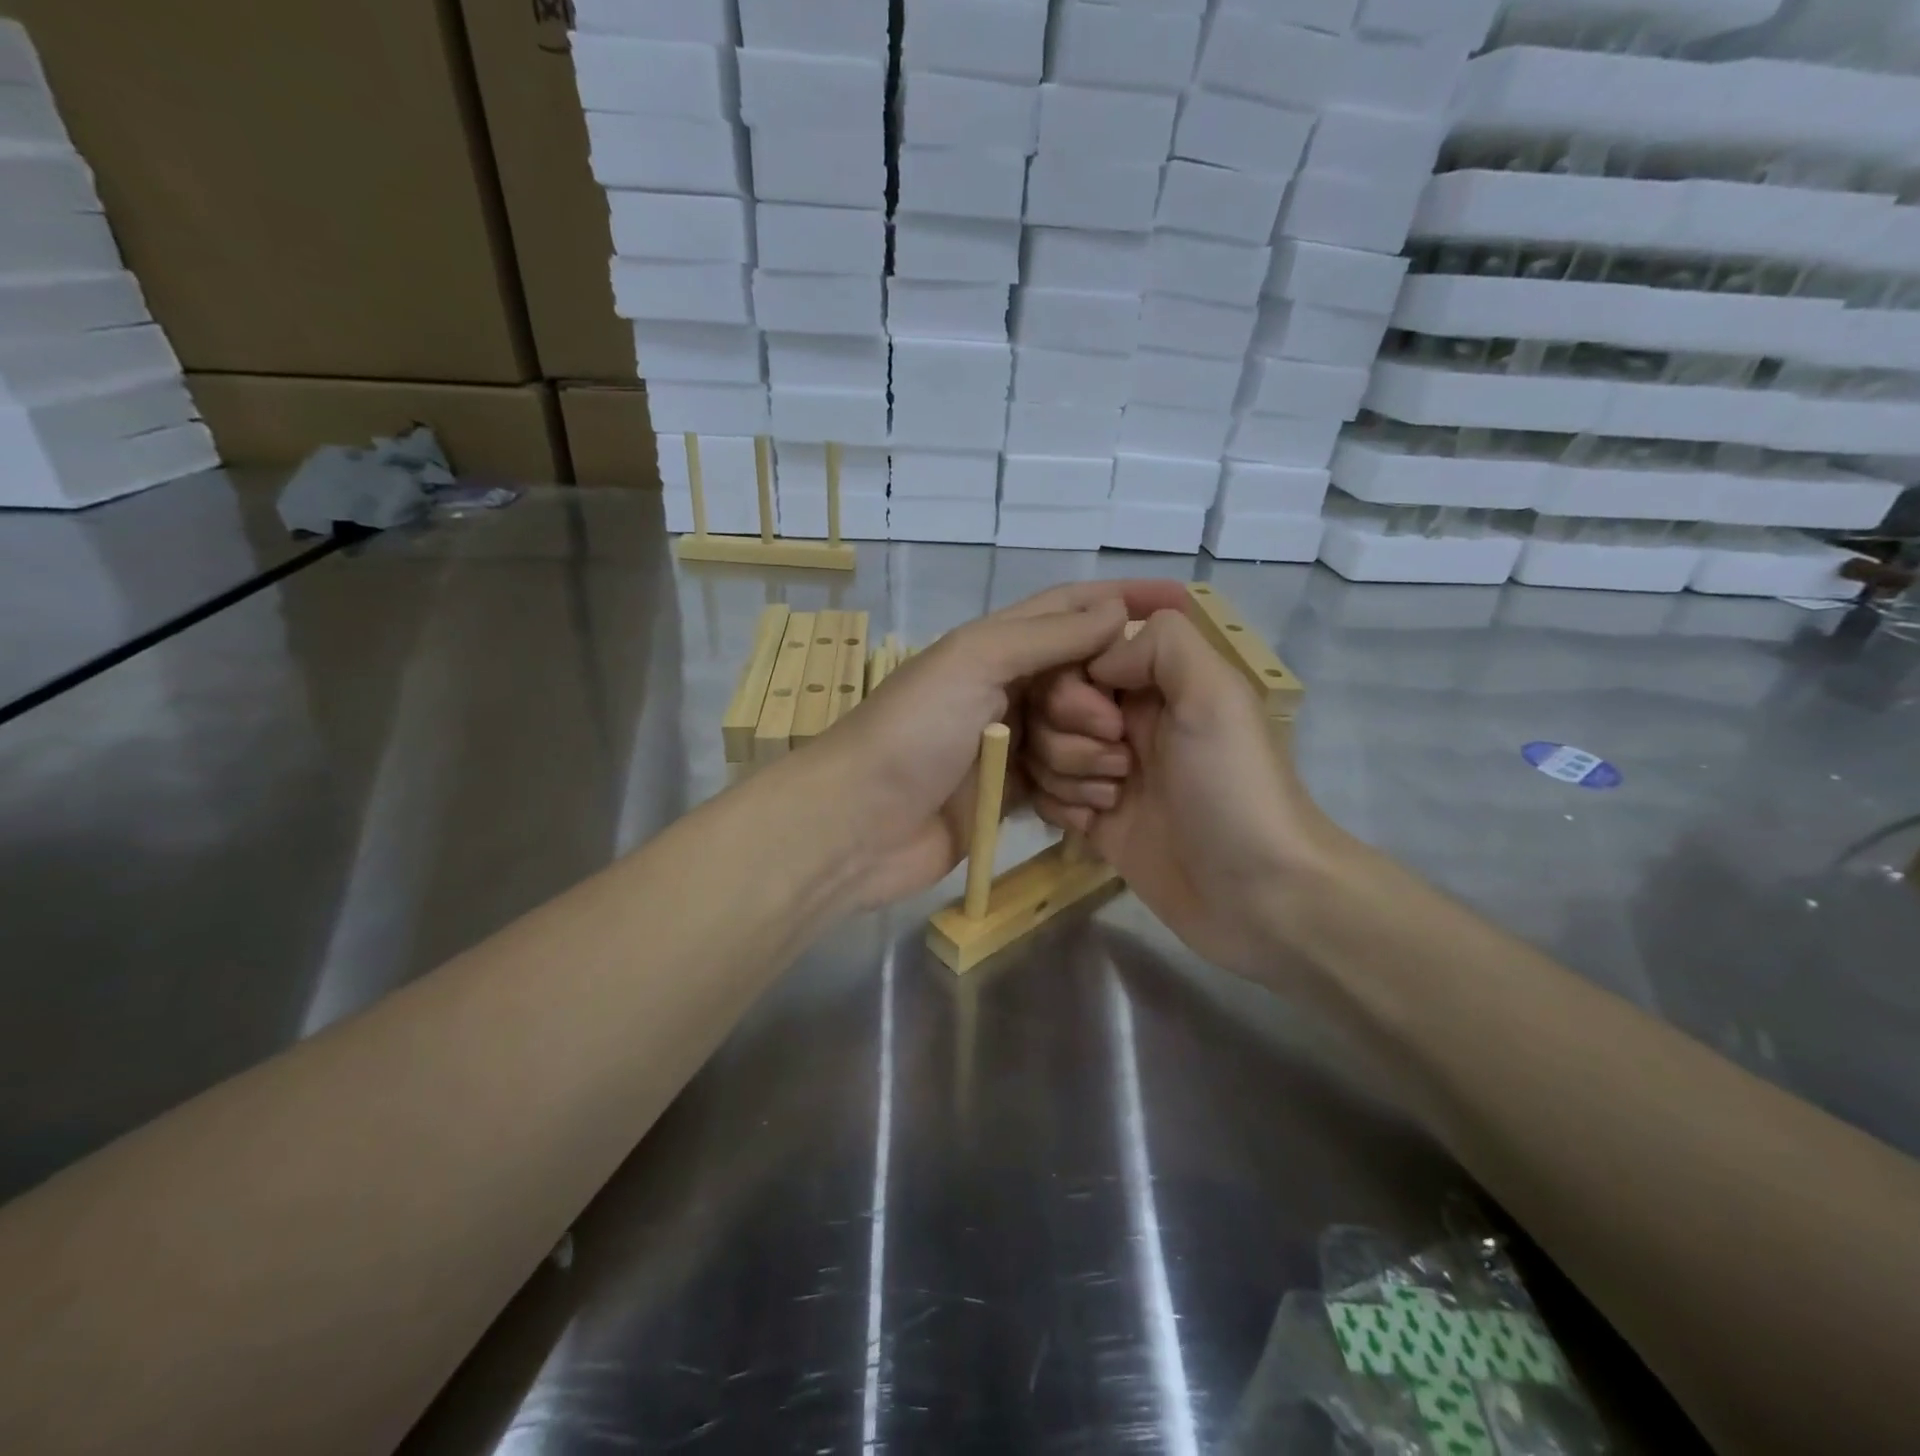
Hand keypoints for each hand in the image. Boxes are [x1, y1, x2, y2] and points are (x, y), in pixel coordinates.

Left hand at [801, 581, 1191, 910]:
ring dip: (1092, 753)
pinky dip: (1076, 791)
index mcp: (994, 647)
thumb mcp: (974, 662)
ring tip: (1107, 772)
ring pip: (1076, 736)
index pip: (1070, 610)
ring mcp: (1004, 746)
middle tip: (1118, 729)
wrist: (856, 825)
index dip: (1124, 601)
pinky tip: (1096, 803)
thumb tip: (1113, 609)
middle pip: (1082, 679)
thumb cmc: (911, 732)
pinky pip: (1058, 784)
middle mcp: (1003, 690)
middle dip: (1105, 701)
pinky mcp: (1004, 796)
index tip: (1185, 604)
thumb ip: (1044, 636)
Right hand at [1023, 607, 1349, 973]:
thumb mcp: (1216, 695)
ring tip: (1114, 800)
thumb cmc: (1234, 788)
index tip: (1106, 720)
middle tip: (1122, 766)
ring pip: (1043, 752)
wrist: (1256, 895)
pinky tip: (1094, 825)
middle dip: (1070, 738)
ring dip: (1068, 775)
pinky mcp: (1094, 819)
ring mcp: (1108, 772)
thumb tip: (1097, 661)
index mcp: (1155, 685)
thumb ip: (1162, 645)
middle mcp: (1126, 722)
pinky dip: (1060, 807)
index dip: (1073, 689)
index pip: (1076, 661)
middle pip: (1050, 708)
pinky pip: (1045, 795)